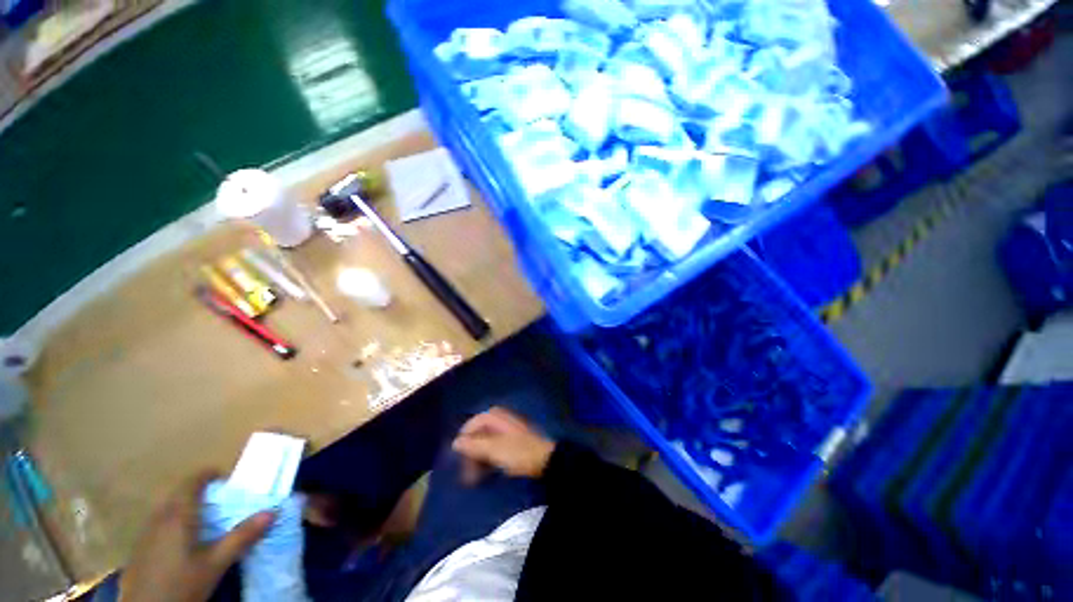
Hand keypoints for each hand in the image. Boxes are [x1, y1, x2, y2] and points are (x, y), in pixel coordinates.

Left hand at [120, 471, 274, 601]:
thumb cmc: (182, 584)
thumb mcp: (215, 564)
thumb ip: (241, 537)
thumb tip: (272, 511)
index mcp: (178, 515)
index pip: (192, 482)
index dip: (209, 475)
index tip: (226, 479)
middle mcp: (159, 518)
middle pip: (178, 494)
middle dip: (199, 492)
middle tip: (221, 502)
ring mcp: (145, 533)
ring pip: (167, 509)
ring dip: (186, 507)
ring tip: (204, 522)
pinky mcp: (139, 548)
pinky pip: (159, 524)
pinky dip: (174, 522)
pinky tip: (182, 543)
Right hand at [452, 407, 555, 480]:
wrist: (546, 460)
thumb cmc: (518, 452)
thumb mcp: (494, 449)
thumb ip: (473, 445)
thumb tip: (455, 442)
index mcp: (496, 416)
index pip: (472, 423)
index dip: (464, 440)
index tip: (458, 458)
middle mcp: (500, 419)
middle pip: (478, 434)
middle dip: (471, 453)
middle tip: (467, 474)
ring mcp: (507, 429)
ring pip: (486, 442)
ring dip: (479, 459)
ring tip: (475, 478)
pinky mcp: (513, 441)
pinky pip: (495, 447)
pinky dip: (488, 459)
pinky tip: (487, 473)